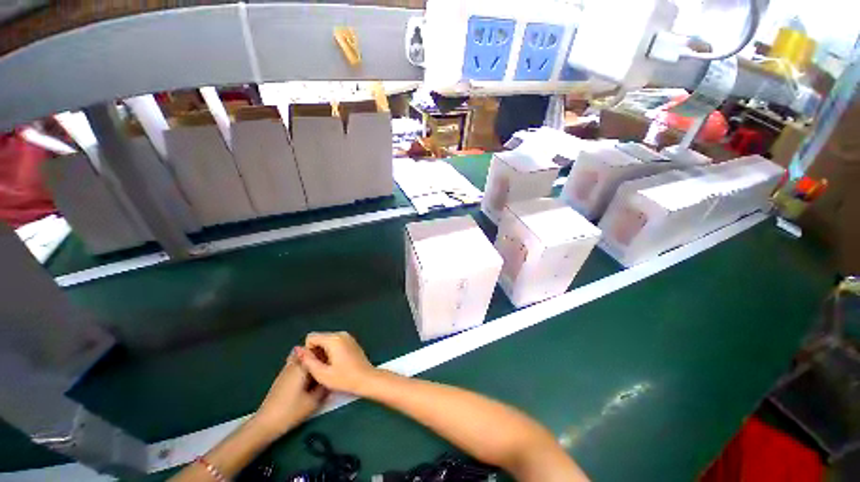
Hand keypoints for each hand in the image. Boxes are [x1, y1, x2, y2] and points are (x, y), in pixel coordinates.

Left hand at [253, 349, 327, 438]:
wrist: (265, 423)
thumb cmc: (291, 411)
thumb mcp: (314, 401)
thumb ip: (325, 386)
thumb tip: (333, 376)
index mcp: (302, 366)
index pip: (318, 350)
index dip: (329, 350)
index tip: (337, 356)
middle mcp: (294, 364)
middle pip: (309, 351)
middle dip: (320, 353)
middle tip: (331, 361)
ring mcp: (286, 370)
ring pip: (302, 357)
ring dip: (312, 358)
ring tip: (322, 367)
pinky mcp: (282, 377)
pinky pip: (297, 363)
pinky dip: (304, 364)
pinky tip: (310, 375)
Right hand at [296, 332, 376, 395]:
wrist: (366, 379)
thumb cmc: (344, 378)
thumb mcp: (322, 374)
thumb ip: (308, 361)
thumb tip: (298, 349)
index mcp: (334, 339)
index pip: (311, 337)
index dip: (308, 351)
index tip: (314, 364)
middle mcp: (341, 334)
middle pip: (320, 338)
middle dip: (316, 351)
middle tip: (321, 367)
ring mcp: (347, 336)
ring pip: (327, 340)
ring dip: (324, 352)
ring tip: (329, 367)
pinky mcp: (351, 341)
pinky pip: (335, 342)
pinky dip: (332, 351)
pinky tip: (336, 364)